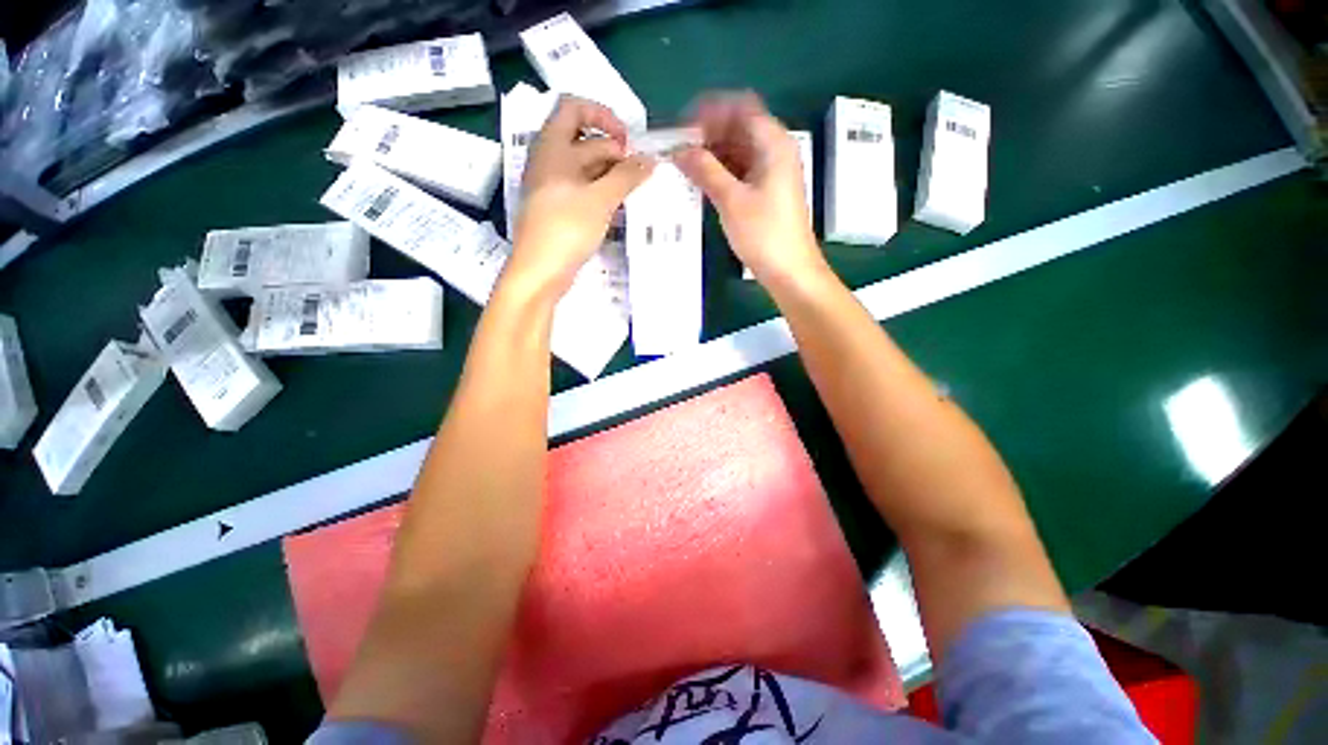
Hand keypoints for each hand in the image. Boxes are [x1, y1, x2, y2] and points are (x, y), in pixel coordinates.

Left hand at [506, 95, 654, 299]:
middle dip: (614, 152)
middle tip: (638, 174)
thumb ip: (627, 176)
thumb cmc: (566, 227)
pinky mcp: (559, 209)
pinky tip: (619, 207)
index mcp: (552, 146)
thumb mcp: (600, 199)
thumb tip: (650, 159)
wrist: (540, 271)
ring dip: (611, 175)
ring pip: (586, 169)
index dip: (603, 116)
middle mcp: (550, 161)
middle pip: (585, 140)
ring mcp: (553, 187)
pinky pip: (583, 191)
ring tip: (634, 191)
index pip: (574, 108)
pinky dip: (601, 193)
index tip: (627, 141)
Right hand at [673, 92, 826, 284]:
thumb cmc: (764, 234)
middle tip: (678, 150)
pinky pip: (740, 170)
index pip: (740, 107)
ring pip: (738, 150)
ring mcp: (771, 172)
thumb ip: (705, 170)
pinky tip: (701, 183)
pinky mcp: (766, 192)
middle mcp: (774, 150)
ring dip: (712, 154)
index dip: (710, 112)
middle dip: (708, 134)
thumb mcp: (731, 201)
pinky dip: (721, 172)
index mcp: (772, 143)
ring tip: (684, 167)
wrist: (790, 271)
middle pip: (738, 127)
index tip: (682, 128)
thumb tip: (679, 150)